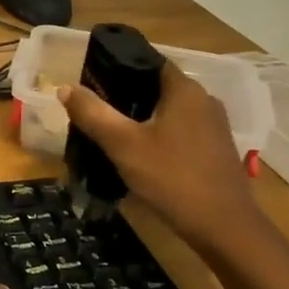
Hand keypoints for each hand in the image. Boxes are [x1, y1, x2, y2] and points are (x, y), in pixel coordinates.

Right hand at [62, 62, 262, 250]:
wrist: (223, 227)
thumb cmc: (172, 177)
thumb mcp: (122, 144)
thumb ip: (93, 113)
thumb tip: (65, 87)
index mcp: (185, 90)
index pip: (149, 61)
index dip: (119, 66)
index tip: (91, 78)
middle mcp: (204, 101)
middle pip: (157, 86)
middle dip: (125, 94)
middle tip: (94, 107)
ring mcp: (213, 127)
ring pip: (169, 110)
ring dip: (141, 116)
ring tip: (110, 130)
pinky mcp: (215, 150)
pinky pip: (180, 130)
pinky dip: (158, 134)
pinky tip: (138, 152)